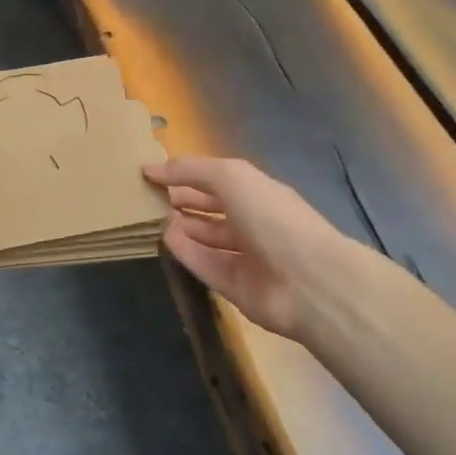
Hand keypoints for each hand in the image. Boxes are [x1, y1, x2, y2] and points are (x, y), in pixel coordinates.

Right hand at [144, 156, 354, 341]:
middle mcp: (253, 222)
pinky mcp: (235, 287)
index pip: (218, 180)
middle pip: (212, 210)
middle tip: (147, 197)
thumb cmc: (272, 218)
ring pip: (206, 239)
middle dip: (183, 201)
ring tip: (150, 217)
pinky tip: (164, 239)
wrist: (308, 281)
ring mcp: (245, 257)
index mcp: (259, 193)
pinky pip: (205, 265)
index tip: (153, 173)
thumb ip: (192, 170)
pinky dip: (186, 252)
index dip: (187, 175)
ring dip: (181, 227)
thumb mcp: (232, 178)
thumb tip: (152, 168)